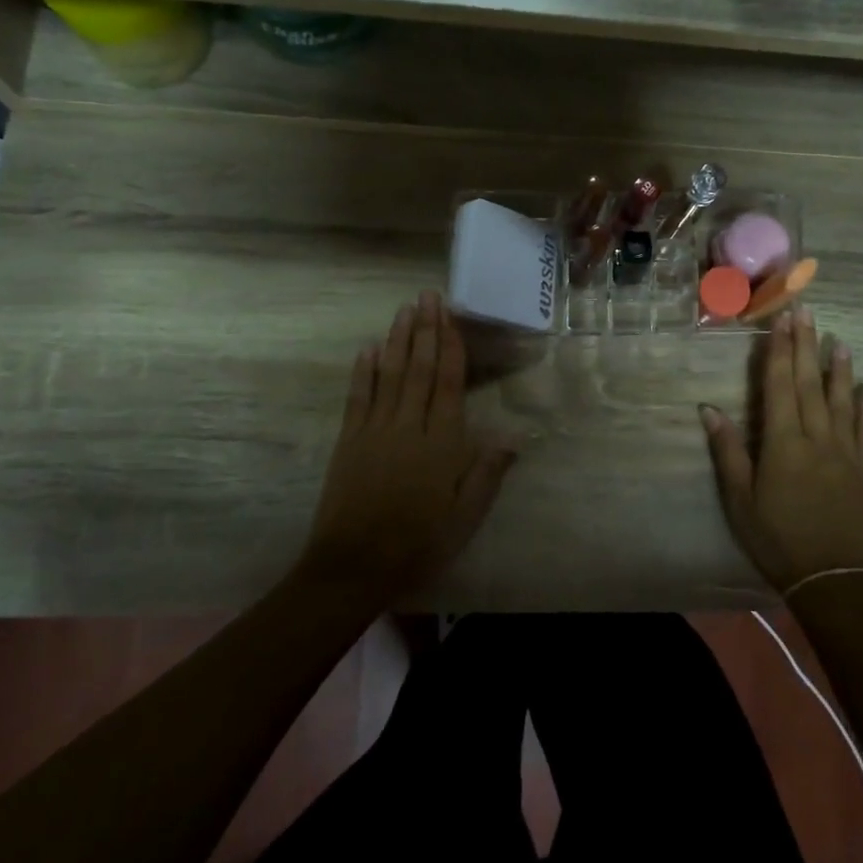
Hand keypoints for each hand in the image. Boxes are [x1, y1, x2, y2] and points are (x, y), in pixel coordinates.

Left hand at [301, 292, 515, 602]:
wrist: (353, 566)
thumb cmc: (418, 544)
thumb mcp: (465, 518)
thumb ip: (487, 474)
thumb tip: (514, 438)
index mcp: (442, 444)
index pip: (448, 384)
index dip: (450, 347)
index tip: (450, 316)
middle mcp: (408, 427)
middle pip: (419, 369)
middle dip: (425, 330)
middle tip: (427, 296)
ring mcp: (375, 430)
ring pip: (389, 375)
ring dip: (397, 340)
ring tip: (404, 310)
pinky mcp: (349, 441)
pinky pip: (358, 397)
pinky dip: (364, 371)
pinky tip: (368, 349)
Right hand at [700, 307, 862, 594]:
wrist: (833, 579)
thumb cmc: (777, 539)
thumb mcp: (740, 500)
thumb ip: (728, 452)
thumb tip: (709, 409)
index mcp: (783, 444)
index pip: (780, 386)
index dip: (779, 351)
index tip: (782, 320)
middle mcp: (818, 439)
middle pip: (810, 384)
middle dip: (806, 346)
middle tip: (807, 312)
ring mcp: (847, 454)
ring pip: (842, 401)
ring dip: (840, 370)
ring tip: (839, 340)